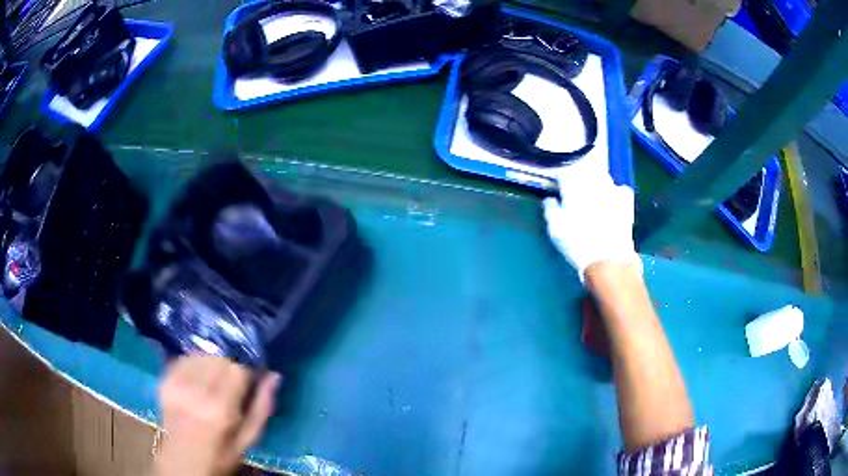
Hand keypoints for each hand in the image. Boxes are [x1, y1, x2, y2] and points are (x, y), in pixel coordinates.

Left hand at [154, 355, 281, 475]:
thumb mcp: (248, 440)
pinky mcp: (164, 381)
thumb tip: (274, 375)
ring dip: (213, 363)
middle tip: (232, 383)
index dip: (248, 371)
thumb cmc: (221, 456)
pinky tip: (198, 379)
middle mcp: (196, 392)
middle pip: (219, 358)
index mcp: (220, 410)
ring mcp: (176, 384)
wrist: (182, 462)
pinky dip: (195, 363)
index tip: (251, 379)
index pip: (238, 369)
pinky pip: (184, 358)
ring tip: (214, 381)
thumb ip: (262, 407)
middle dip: (231, 366)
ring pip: (202, 354)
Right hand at [542, 172, 639, 281]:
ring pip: (602, 178)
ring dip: (596, 184)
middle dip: (579, 178)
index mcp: (573, 184)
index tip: (557, 188)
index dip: (560, 180)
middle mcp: (594, 181)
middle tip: (575, 192)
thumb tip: (550, 199)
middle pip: (585, 171)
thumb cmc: (576, 242)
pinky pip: (620, 190)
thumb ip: (550, 209)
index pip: (564, 173)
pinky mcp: (626, 202)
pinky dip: (615, 193)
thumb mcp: (555, 228)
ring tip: (593, 197)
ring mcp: (612, 190)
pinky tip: (612, 202)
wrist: (608, 259)